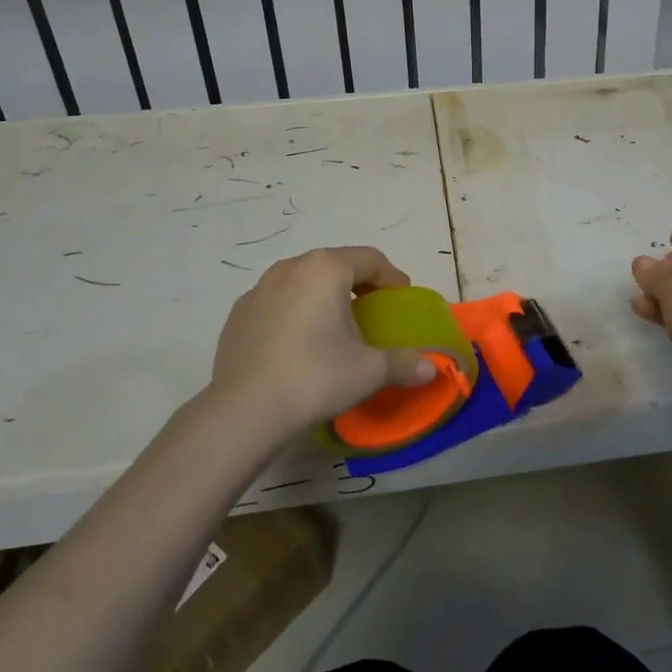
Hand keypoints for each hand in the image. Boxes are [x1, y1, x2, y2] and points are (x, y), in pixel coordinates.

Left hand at [211, 247, 437, 433]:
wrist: (244, 412)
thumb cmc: (315, 377)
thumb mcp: (369, 371)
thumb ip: (404, 363)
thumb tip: (432, 368)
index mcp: (326, 268)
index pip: (371, 259)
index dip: (392, 278)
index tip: (401, 300)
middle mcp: (291, 266)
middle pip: (336, 265)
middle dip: (358, 285)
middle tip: (372, 313)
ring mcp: (259, 288)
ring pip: (303, 281)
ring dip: (323, 297)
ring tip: (334, 329)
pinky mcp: (239, 313)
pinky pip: (277, 302)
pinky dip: (294, 313)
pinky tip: (298, 345)